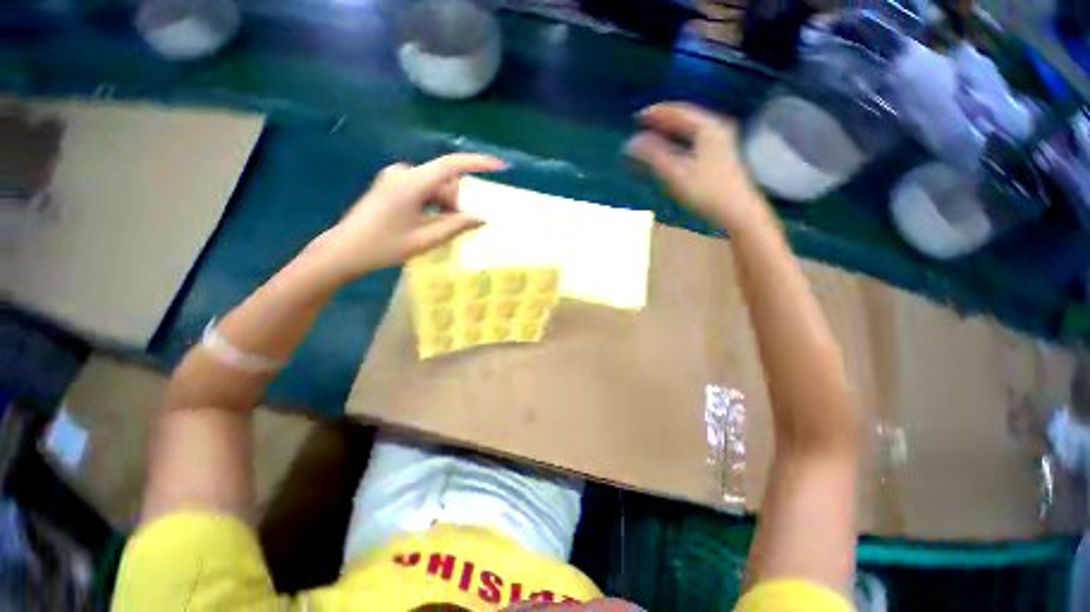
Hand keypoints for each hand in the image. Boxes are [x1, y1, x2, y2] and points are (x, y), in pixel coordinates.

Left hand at [306, 153, 504, 282]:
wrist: (344, 250)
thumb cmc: (384, 247)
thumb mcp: (425, 240)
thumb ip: (456, 226)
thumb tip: (481, 217)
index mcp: (411, 184)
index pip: (451, 166)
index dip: (477, 163)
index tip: (500, 166)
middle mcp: (403, 173)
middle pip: (444, 180)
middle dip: (455, 201)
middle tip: (453, 227)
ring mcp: (395, 176)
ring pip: (434, 186)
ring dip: (443, 205)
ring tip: (435, 229)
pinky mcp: (391, 183)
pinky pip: (423, 188)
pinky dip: (432, 203)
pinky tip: (425, 221)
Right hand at [626, 103, 765, 232]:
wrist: (737, 212)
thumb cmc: (706, 191)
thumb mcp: (675, 173)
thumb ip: (653, 155)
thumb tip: (632, 142)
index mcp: (708, 127)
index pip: (678, 111)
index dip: (656, 113)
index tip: (637, 116)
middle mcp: (716, 129)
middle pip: (686, 118)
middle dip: (663, 120)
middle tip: (642, 124)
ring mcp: (721, 143)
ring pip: (691, 130)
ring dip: (671, 131)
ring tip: (653, 135)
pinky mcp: (720, 157)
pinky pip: (694, 141)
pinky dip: (679, 141)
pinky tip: (670, 150)